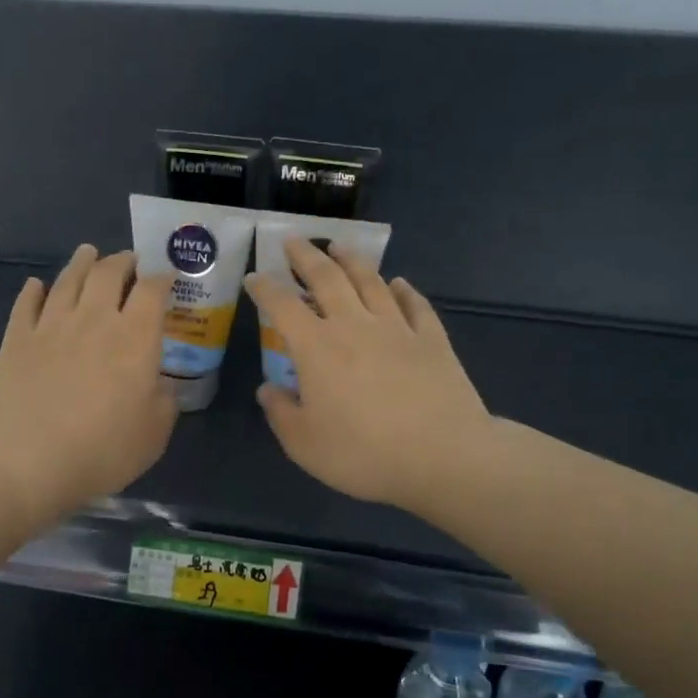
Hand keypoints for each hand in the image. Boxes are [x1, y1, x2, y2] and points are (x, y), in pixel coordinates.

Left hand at [0, 245, 177, 524]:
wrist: (24, 461)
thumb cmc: (100, 451)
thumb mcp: (154, 436)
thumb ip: (164, 403)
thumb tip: (161, 384)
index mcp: (136, 338)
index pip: (153, 291)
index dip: (163, 279)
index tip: (167, 278)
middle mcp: (95, 320)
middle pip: (109, 273)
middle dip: (123, 261)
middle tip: (129, 260)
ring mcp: (51, 325)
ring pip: (69, 279)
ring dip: (82, 263)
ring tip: (88, 253)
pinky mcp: (16, 339)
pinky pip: (27, 304)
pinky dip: (34, 290)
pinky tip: (36, 285)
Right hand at [244, 238, 491, 511]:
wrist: (443, 456)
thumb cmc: (364, 454)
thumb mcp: (304, 445)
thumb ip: (281, 413)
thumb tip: (268, 389)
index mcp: (316, 348)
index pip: (282, 307)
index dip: (265, 289)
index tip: (254, 277)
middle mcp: (354, 326)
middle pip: (326, 278)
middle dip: (306, 256)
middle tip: (294, 240)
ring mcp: (397, 328)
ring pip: (370, 281)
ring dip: (351, 260)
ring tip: (339, 247)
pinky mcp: (432, 339)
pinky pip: (414, 304)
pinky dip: (404, 290)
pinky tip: (398, 283)